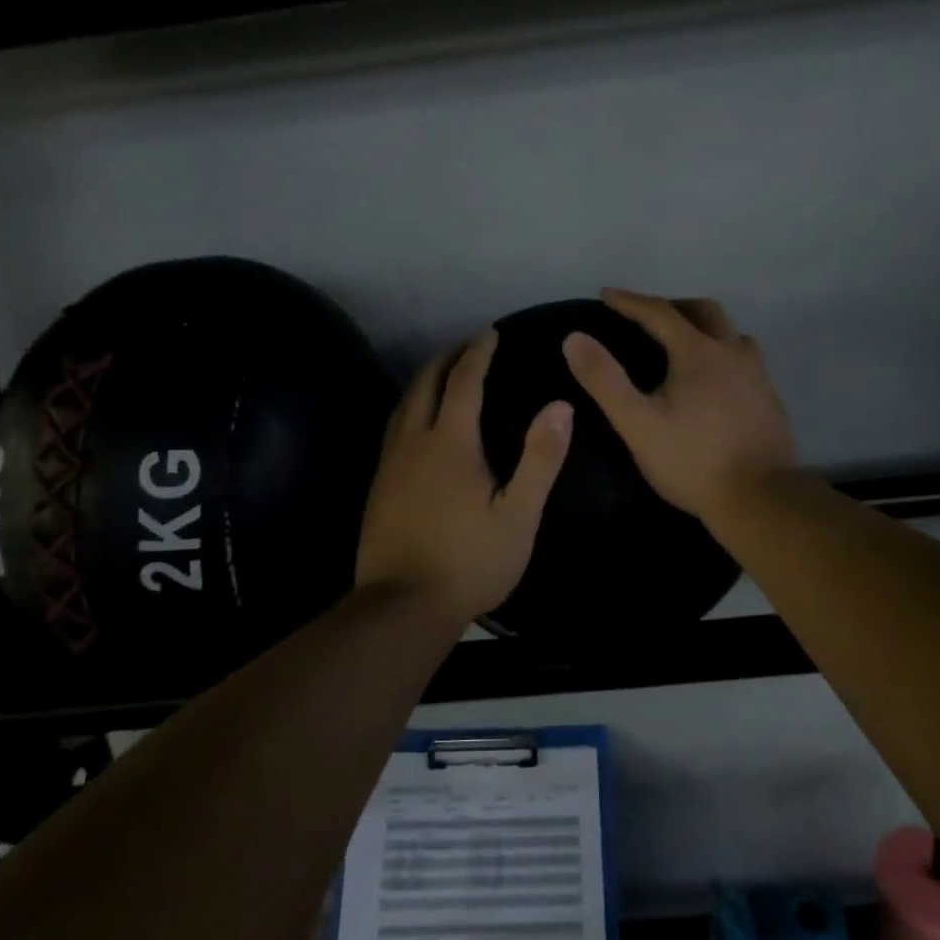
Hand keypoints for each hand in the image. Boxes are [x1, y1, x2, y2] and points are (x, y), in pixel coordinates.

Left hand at [356, 330, 573, 625]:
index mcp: (450, 442)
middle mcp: (414, 442)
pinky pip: (394, 428)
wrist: (402, 606)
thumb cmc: (470, 560)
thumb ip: (540, 459)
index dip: (478, 353)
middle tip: (467, 346)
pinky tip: (417, 424)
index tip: (490, 333)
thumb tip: (561, 406)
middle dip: (447, 358)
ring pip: (404, 405)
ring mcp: (391, 464)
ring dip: (424, 380)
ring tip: (442, 374)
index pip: (464, 381)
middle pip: (426, 384)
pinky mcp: (379, 486)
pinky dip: (410, 408)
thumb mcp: (518, 515)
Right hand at [562, 288, 795, 523]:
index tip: (606, 294)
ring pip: (734, 335)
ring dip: (707, 328)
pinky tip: (718, 382)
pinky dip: (726, 356)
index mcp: (698, 353)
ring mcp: (758, 377)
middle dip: (673, 306)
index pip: (659, 312)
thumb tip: (574, 338)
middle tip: (649, 316)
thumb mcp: (637, 422)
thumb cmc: (691, 460)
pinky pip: (748, 362)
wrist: (758, 499)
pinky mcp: (771, 401)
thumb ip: (604, 379)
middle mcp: (732, 354)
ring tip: (687, 344)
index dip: (630, 301)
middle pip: (705, 312)